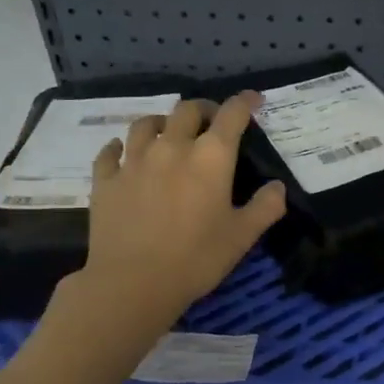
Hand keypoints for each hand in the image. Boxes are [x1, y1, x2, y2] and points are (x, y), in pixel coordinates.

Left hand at [63, 93, 285, 337]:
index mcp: (211, 157)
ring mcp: (134, 161)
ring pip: (146, 124)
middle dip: (204, 109)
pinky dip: (120, 148)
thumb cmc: (197, 258)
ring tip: (168, 132)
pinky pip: (110, 152)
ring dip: (162, 122)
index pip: (232, 115)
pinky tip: (123, 153)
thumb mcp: (242, 236)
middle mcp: (172, 147)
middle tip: (211, 122)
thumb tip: (278, 186)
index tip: (254, 100)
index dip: (245, 102)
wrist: (133, 282)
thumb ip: (265, 207)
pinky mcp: (105, 180)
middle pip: (186, 110)